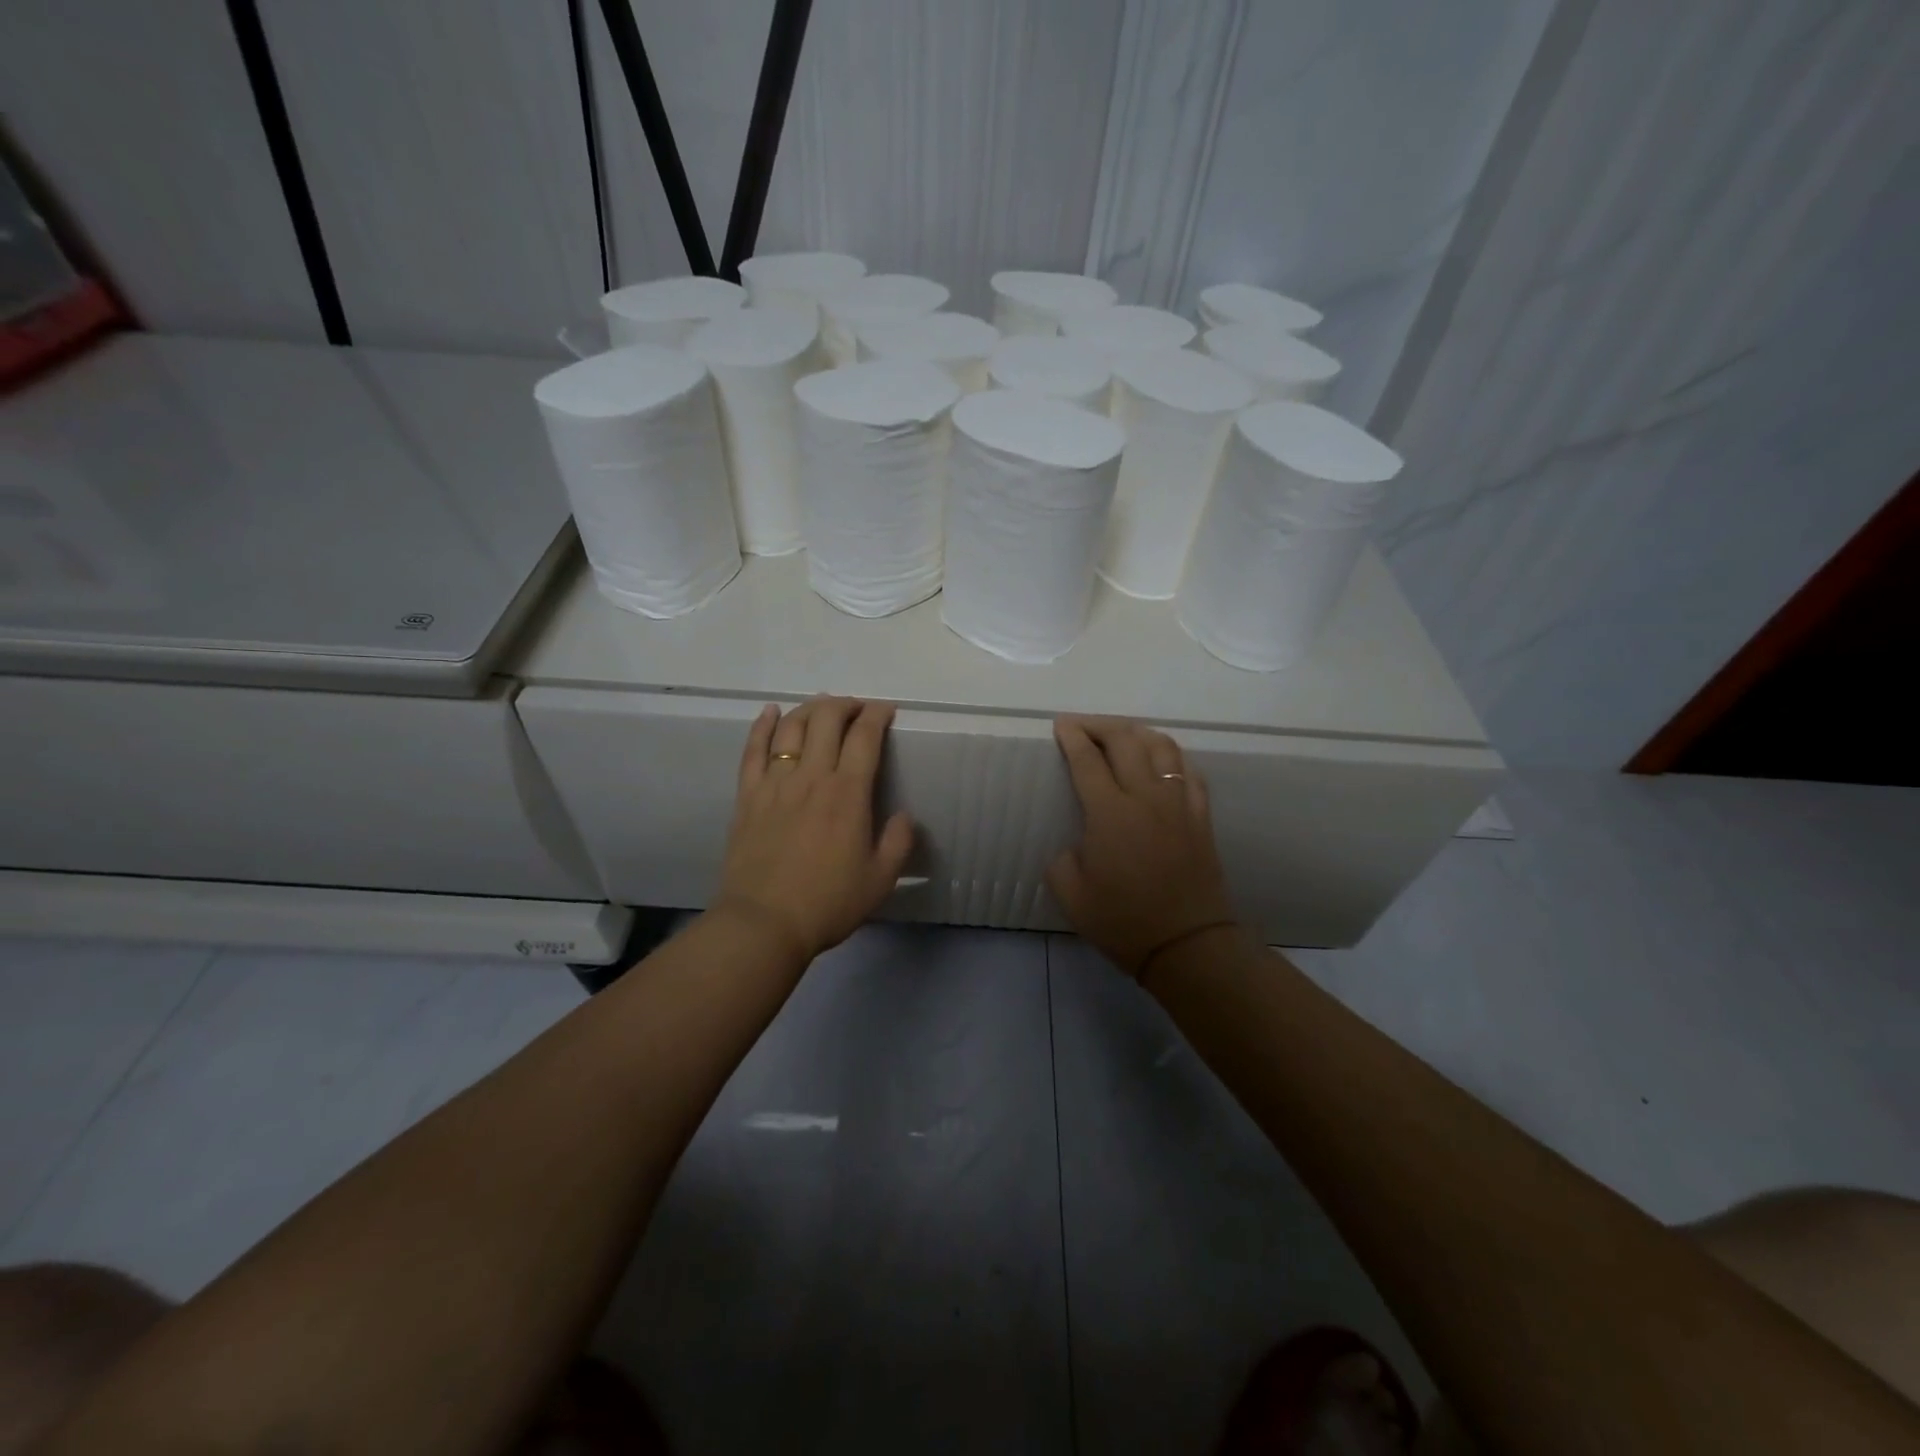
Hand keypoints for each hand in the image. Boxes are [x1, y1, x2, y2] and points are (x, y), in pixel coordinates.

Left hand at [714, 696, 915, 962]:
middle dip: (846, 705)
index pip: (865, 737)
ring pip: (792, 728)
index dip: (878, 716)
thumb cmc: (827, 903)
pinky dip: (763, 726)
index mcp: (848, 794)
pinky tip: (771, 712)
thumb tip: (904, 815)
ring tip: (822, 707)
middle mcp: (812, 777)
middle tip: (857, 709)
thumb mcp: (880, 879)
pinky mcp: (748, 796)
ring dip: (810, 709)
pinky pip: (753, 750)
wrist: (764, 923)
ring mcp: (775, 783)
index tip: (887, 711)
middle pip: (827, 720)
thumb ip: (898, 842)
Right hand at [1047, 716, 1236, 978]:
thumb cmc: (1123, 922)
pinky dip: (1171, 757)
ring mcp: (1179, 803)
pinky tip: (1161, 763)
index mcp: (1110, 813)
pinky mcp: (1201, 816)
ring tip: (1121, 736)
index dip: (1072, 737)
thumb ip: (1061, 859)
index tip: (1061, 725)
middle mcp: (1146, 796)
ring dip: (1137, 732)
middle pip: (1125, 740)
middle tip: (1082, 726)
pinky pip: (1189, 771)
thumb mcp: (1070, 895)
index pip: (1087, 760)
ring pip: (1162, 747)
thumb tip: (1077, 844)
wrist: (1187, 945)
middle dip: (1099, 725)